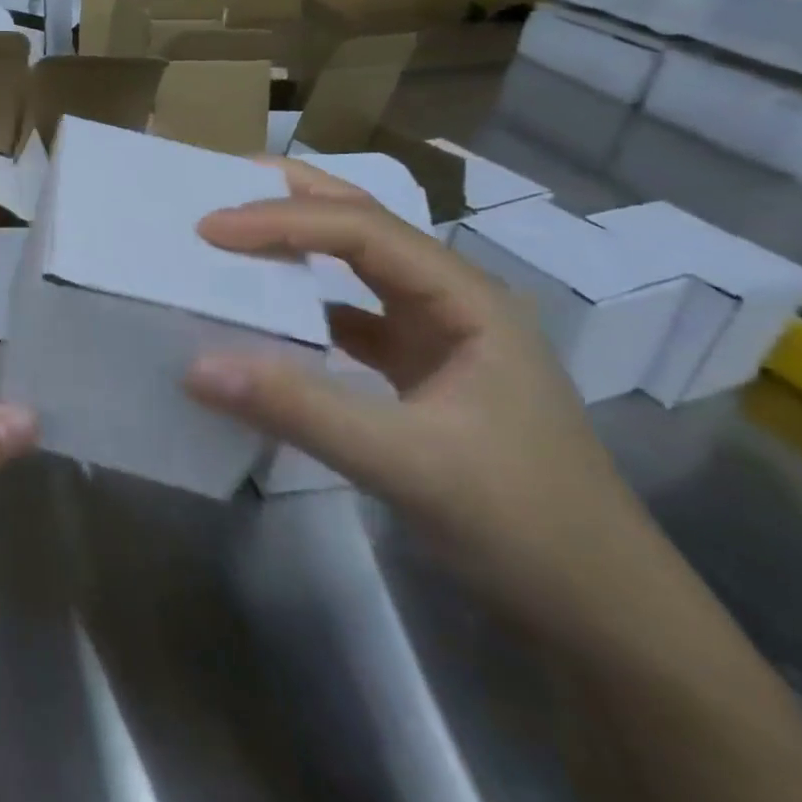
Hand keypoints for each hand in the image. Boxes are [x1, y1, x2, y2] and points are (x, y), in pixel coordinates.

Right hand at [184, 186, 653, 635]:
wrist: (606, 618)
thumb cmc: (524, 525)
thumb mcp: (406, 464)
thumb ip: (299, 409)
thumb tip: (195, 366)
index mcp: (466, 298)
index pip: (361, 229)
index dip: (282, 220)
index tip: (209, 227)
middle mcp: (452, 299)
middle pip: (364, 223)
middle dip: (294, 196)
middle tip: (223, 183)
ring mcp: (438, 333)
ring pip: (357, 263)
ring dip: (298, 242)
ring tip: (235, 229)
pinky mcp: (419, 369)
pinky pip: (349, 314)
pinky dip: (304, 301)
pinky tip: (267, 308)